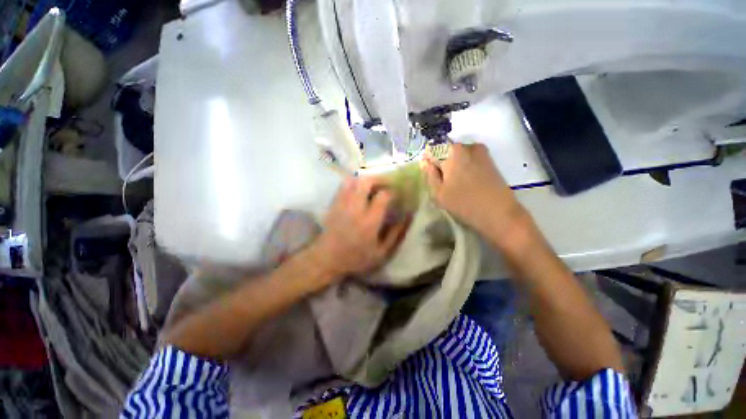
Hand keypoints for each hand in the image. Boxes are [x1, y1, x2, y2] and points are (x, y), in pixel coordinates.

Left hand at [312, 177, 408, 277]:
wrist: (327, 260)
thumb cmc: (357, 258)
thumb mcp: (382, 253)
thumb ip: (396, 234)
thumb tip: (408, 216)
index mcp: (369, 221)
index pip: (383, 196)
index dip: (392, 191)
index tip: (396, 195)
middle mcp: (355, 208)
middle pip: (366, 181)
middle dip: (378, 179)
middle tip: (385, 185)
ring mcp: (342, 204)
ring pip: (353, 180)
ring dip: (365, 180)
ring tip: (372, 187)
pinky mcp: (333, 204)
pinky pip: (344, 186)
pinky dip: (353, 183)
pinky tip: (358, 191)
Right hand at [420, 142, 526, 242]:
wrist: (499, 213)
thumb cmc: (463, 203)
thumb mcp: (439, 192)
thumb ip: (429, 174)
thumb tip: (424, 162)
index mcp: (451, 152)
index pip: (432, 150)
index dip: (428, 163)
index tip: (431, 176)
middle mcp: (466, 145)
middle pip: (445, 150)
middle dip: (441, 164)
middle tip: (442, 182)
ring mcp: (480, 151)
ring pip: (457, 155)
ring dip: (452, 165)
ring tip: (455, 184)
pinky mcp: (489, 159)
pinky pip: (469, 158)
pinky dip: (464, 167)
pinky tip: (467, 182)